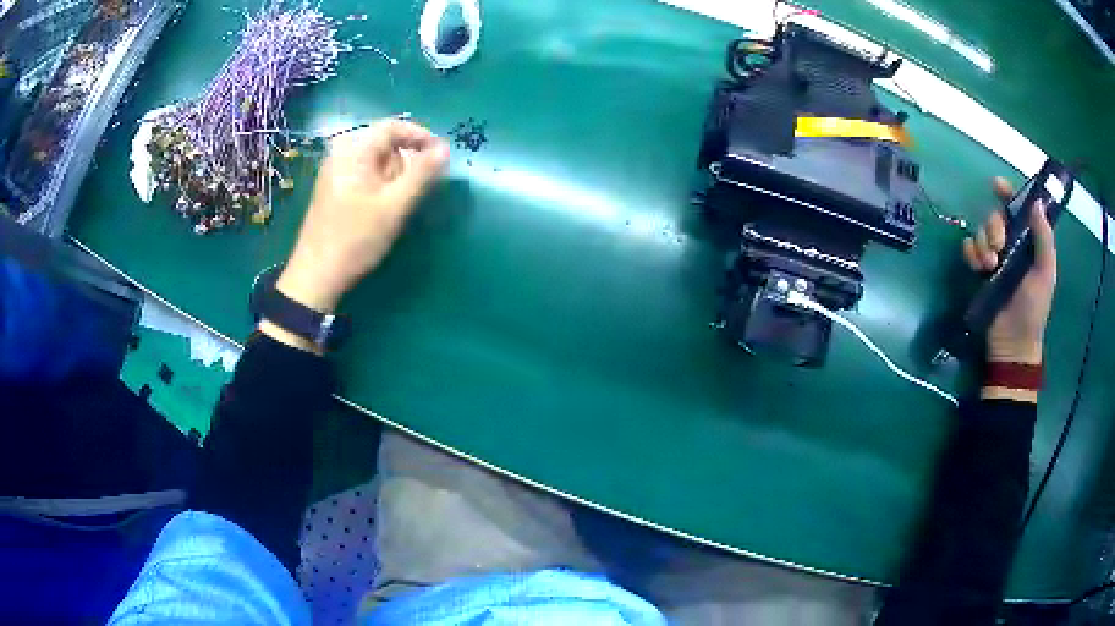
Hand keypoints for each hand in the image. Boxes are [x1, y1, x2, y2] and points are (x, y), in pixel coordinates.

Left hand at [276, 119, 449, 312]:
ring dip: (394, 176)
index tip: (441, 157)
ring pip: (376, 160)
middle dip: (405, 162)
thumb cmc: (356, 238)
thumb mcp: (395, 205)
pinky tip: (381, 208)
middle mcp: (341, 153)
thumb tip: (445, 148)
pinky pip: (364, 173)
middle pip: (384, 143)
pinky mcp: (333, 187)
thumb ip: (422, 174)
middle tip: (413, 191)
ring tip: (395, 204)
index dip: (421, 136)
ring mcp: (334, 170)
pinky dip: (380, 184)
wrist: (317, 275)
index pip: (393, 127)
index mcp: (352, 150)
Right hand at [962, 177, 1056, 365]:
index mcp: (1029, 242)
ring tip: (989, 266)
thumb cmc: (1033, 309)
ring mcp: (995, 258)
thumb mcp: (1045, 273)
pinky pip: (969, 248)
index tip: (996, 186)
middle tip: (999, 247)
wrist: (1012, 343)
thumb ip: (1044, 238)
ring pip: (982, 231)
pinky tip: (978, 268)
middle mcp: (1012, 245)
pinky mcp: (980, 271)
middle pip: (996, 217)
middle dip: (994, 226)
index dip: (1009, 193)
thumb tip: (1036, 202)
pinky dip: (971, 254)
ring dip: (983, 243)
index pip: (1019, 208)